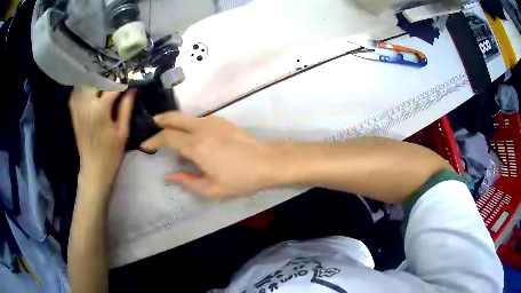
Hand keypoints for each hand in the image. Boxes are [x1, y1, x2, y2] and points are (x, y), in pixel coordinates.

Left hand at [69, 88, 134, 189]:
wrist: (93, 170)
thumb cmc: (111, 155)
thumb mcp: (122, 132)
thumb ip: (126, 108)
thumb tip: (132, 90)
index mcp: (100, 111)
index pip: (112, 86)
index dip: (123, 82)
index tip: (131, 80)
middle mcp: (86, 105)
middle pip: (97, 80)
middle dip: (109, 79)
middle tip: (117, 85)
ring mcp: (78, 108)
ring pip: (86, 83)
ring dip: (96, 81)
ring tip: (105, 86)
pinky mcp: (74, 113)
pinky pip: (77, 92)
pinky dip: (84, 87)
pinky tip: (92, 92)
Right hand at [142, 112, 275, 198]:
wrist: (267, 162)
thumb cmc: (240, 179)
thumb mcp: (212, 189)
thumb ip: (187, 181)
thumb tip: (169, 176)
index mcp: (196, 146)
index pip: (168, 138)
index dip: (154, 141)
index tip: (145, 145)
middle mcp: (202, 129)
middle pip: (175, 118)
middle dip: (161, 120)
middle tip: (152, 123)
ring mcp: (213, 122)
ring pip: (187, 117)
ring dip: (174, 121)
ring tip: (167, 128)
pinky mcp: (222, 121)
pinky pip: (198, 119)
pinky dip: (188, 123)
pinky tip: (189, 134)